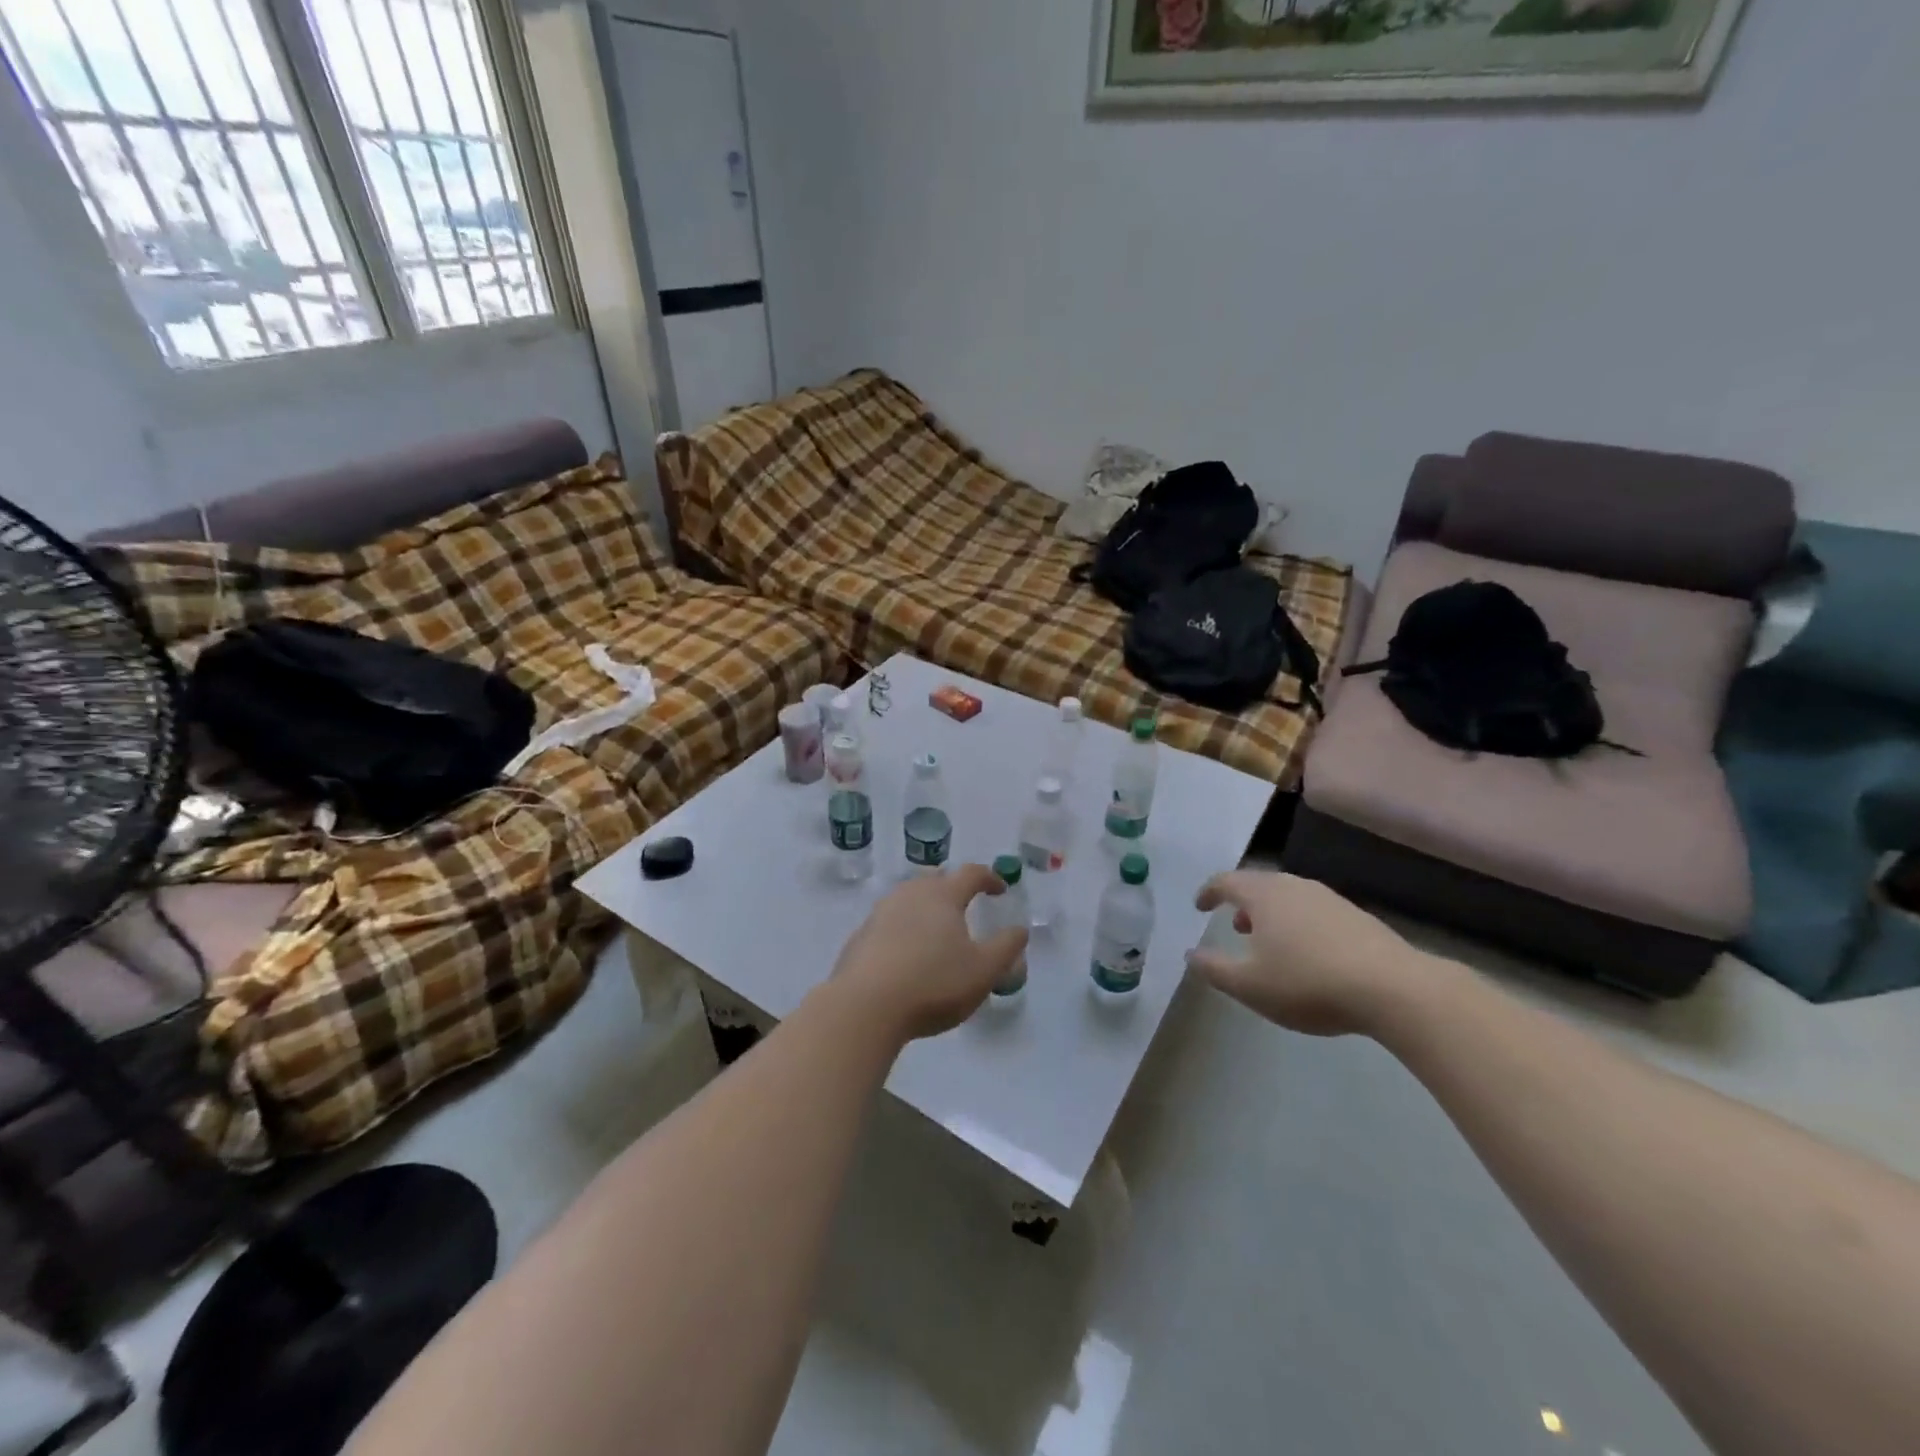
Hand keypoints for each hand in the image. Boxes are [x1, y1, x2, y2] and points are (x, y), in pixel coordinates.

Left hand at [833, 865, 1028, 1041]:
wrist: (864, 1007)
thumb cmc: (933, 984)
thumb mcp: (984, 971)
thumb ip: (1006, 947)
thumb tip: (1019, 929)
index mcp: (942, 896)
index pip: (971, 874)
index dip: (989, 878)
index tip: (1001, 889)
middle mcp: (910, 894)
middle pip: (935, 880)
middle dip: (953, 887)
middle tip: (965, 904)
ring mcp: (880, 914)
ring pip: (908, 899)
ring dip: (926, 908)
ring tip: (936, 930)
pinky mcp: (860, 937)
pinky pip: (889, 923)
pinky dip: (904, 929)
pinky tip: (906, 954)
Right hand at [1186, 871, 1435, 1037]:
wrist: (1395, 989)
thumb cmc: (1308, 983)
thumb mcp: (1249, 985)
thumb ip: (1213, 968)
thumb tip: (1191, 954)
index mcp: (1263, 895)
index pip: (1226, 881)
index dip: (1208, 892)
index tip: (1199, 906)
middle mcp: (1294, 886)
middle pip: (1260, 885)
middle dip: (1242, 903)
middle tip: (1234, 925)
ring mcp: (1329, 899)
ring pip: (1289, 897)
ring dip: (1272, 914)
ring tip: (1270, 942)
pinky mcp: (1357, 917)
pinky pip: (1314, 911)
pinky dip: (1299, 924)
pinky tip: (1309, 954)